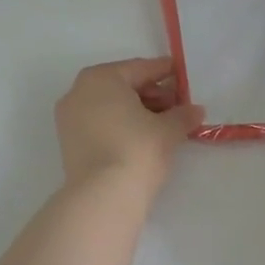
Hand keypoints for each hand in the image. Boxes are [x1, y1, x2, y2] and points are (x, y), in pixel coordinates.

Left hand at [55, 57, 203, 195]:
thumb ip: (183, 114)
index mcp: (100, 78)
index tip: (181, 74)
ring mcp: (69, 119)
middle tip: (178, 105)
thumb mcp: (168, 129)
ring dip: (137, 111)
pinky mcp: (69, 143)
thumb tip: (195, 110)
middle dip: (152, 94)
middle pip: (123, 86)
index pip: (140, 68)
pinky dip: (121, 126)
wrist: (103, 196)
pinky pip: (101, 124)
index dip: (165, 72)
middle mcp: (79, 92)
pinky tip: (143, 138)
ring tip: (165, 124)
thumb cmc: (137, 149)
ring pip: (110, 107)